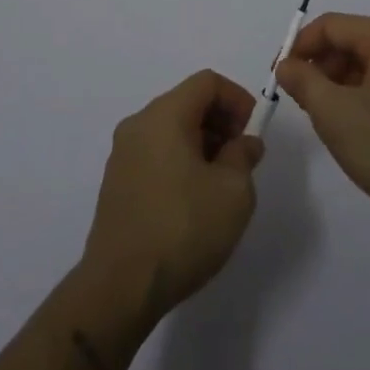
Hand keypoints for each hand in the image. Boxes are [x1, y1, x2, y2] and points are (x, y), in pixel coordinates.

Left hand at [81, 70, 265, 316]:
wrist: (120, 288)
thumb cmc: (183, 229)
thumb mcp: (233, 192)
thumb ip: (244, 156)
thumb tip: (244, 143)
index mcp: (164, 116)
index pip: (207, 82)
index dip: (237, 99)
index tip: (252, 132)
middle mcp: (138, 125)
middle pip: (187, 102)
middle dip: (221, 121)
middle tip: (241, 158)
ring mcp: (122, 154)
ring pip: (171, 129)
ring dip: (202, 143)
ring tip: (222, 182)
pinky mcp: (117, 183)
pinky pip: (156, 153)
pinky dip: (181, 160)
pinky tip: (194, 199)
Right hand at [275, 14, 369, 230]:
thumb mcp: (334, 113)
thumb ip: (303, 81)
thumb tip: (286, 65)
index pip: (331, 26)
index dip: (299, 46)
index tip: (277, 76)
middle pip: (349, 42)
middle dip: (318, 66)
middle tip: (297, 100)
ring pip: (363, 65)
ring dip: (335, 83)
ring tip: (321, 117)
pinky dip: (356, 96)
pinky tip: (348, 126)